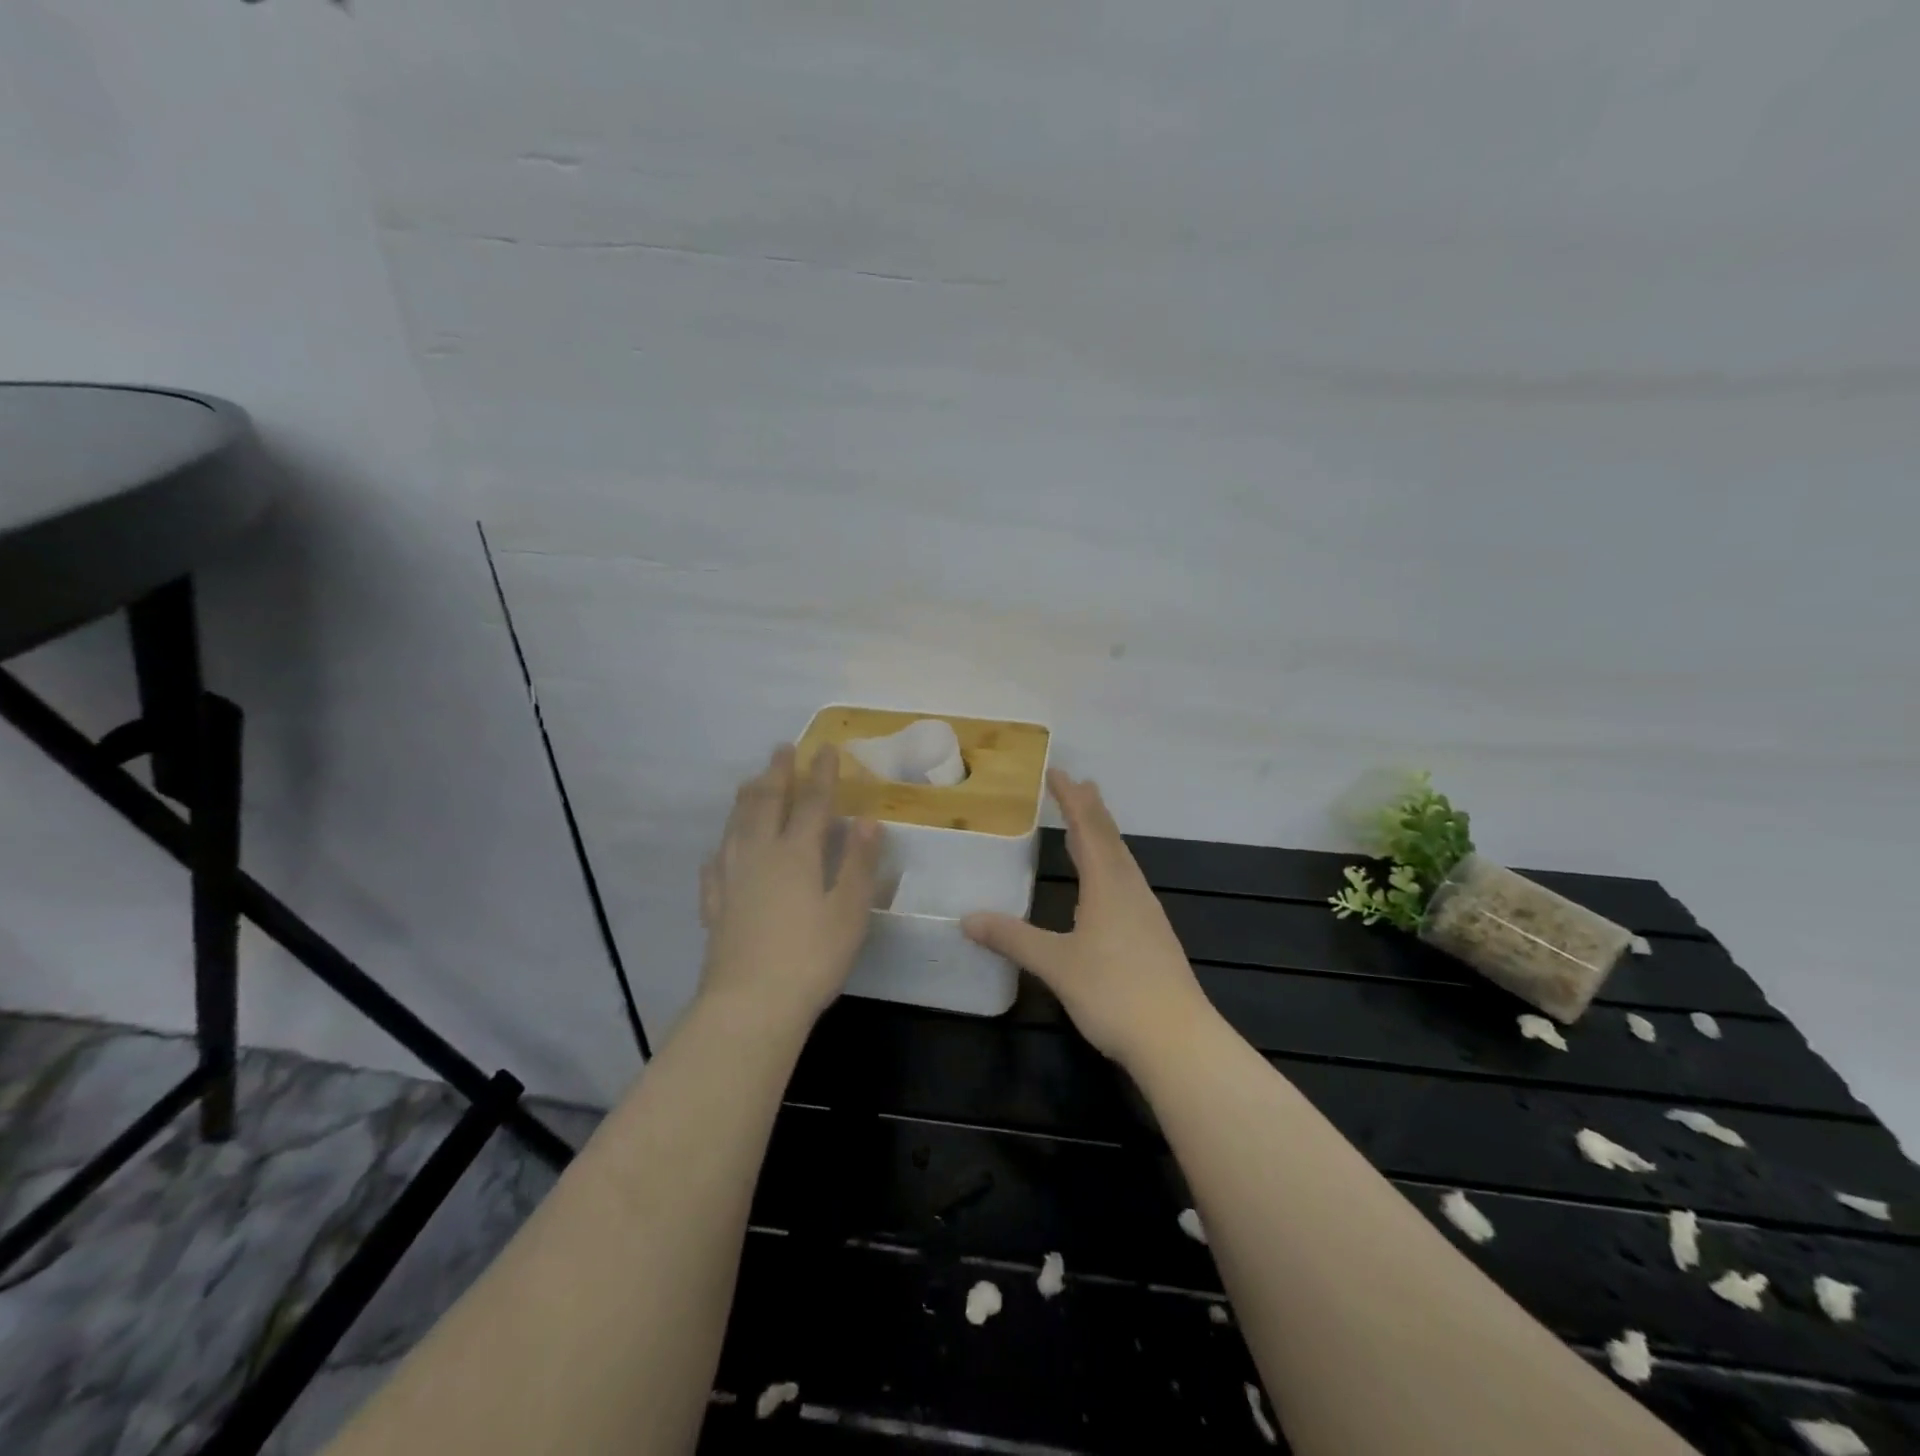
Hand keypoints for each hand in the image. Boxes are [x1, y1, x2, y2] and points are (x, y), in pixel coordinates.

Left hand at [698, 745, 882, 1025]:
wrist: (750, 1005)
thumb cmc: (811, 958)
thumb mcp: (849, 911)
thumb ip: (857, 863)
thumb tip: (867, 820)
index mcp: (796, 854)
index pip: (812, 804)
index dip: (820, 775)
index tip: (825, 748)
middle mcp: (760, 857)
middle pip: (767, 805)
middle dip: (777, 775)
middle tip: (780, 749)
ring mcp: (731, 881)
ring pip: (736, 828)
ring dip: (745, 800)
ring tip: (749, 782)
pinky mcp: (715, 908)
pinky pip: (715, 867)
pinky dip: (720, 850)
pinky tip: (719, 851)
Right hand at [963, 770, 1213, 1069]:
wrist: (1177, 1040)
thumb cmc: (1113, 993)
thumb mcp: (1055, 964)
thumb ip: (1012, 938)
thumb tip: (967, 919)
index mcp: (1108, 885)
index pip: (1088, 828)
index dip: (1071, 799)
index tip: (1058, 773)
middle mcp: (1130, 890)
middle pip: (1110, 838)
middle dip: (1090, 810)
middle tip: (1076, 785)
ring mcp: (1146, 913)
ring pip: (1122, 861)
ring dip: (1102, 837)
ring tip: (1086, 827)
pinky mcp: (1153, 936)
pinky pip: (1126, 883)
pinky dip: (1110, 866)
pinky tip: (1105, 885)